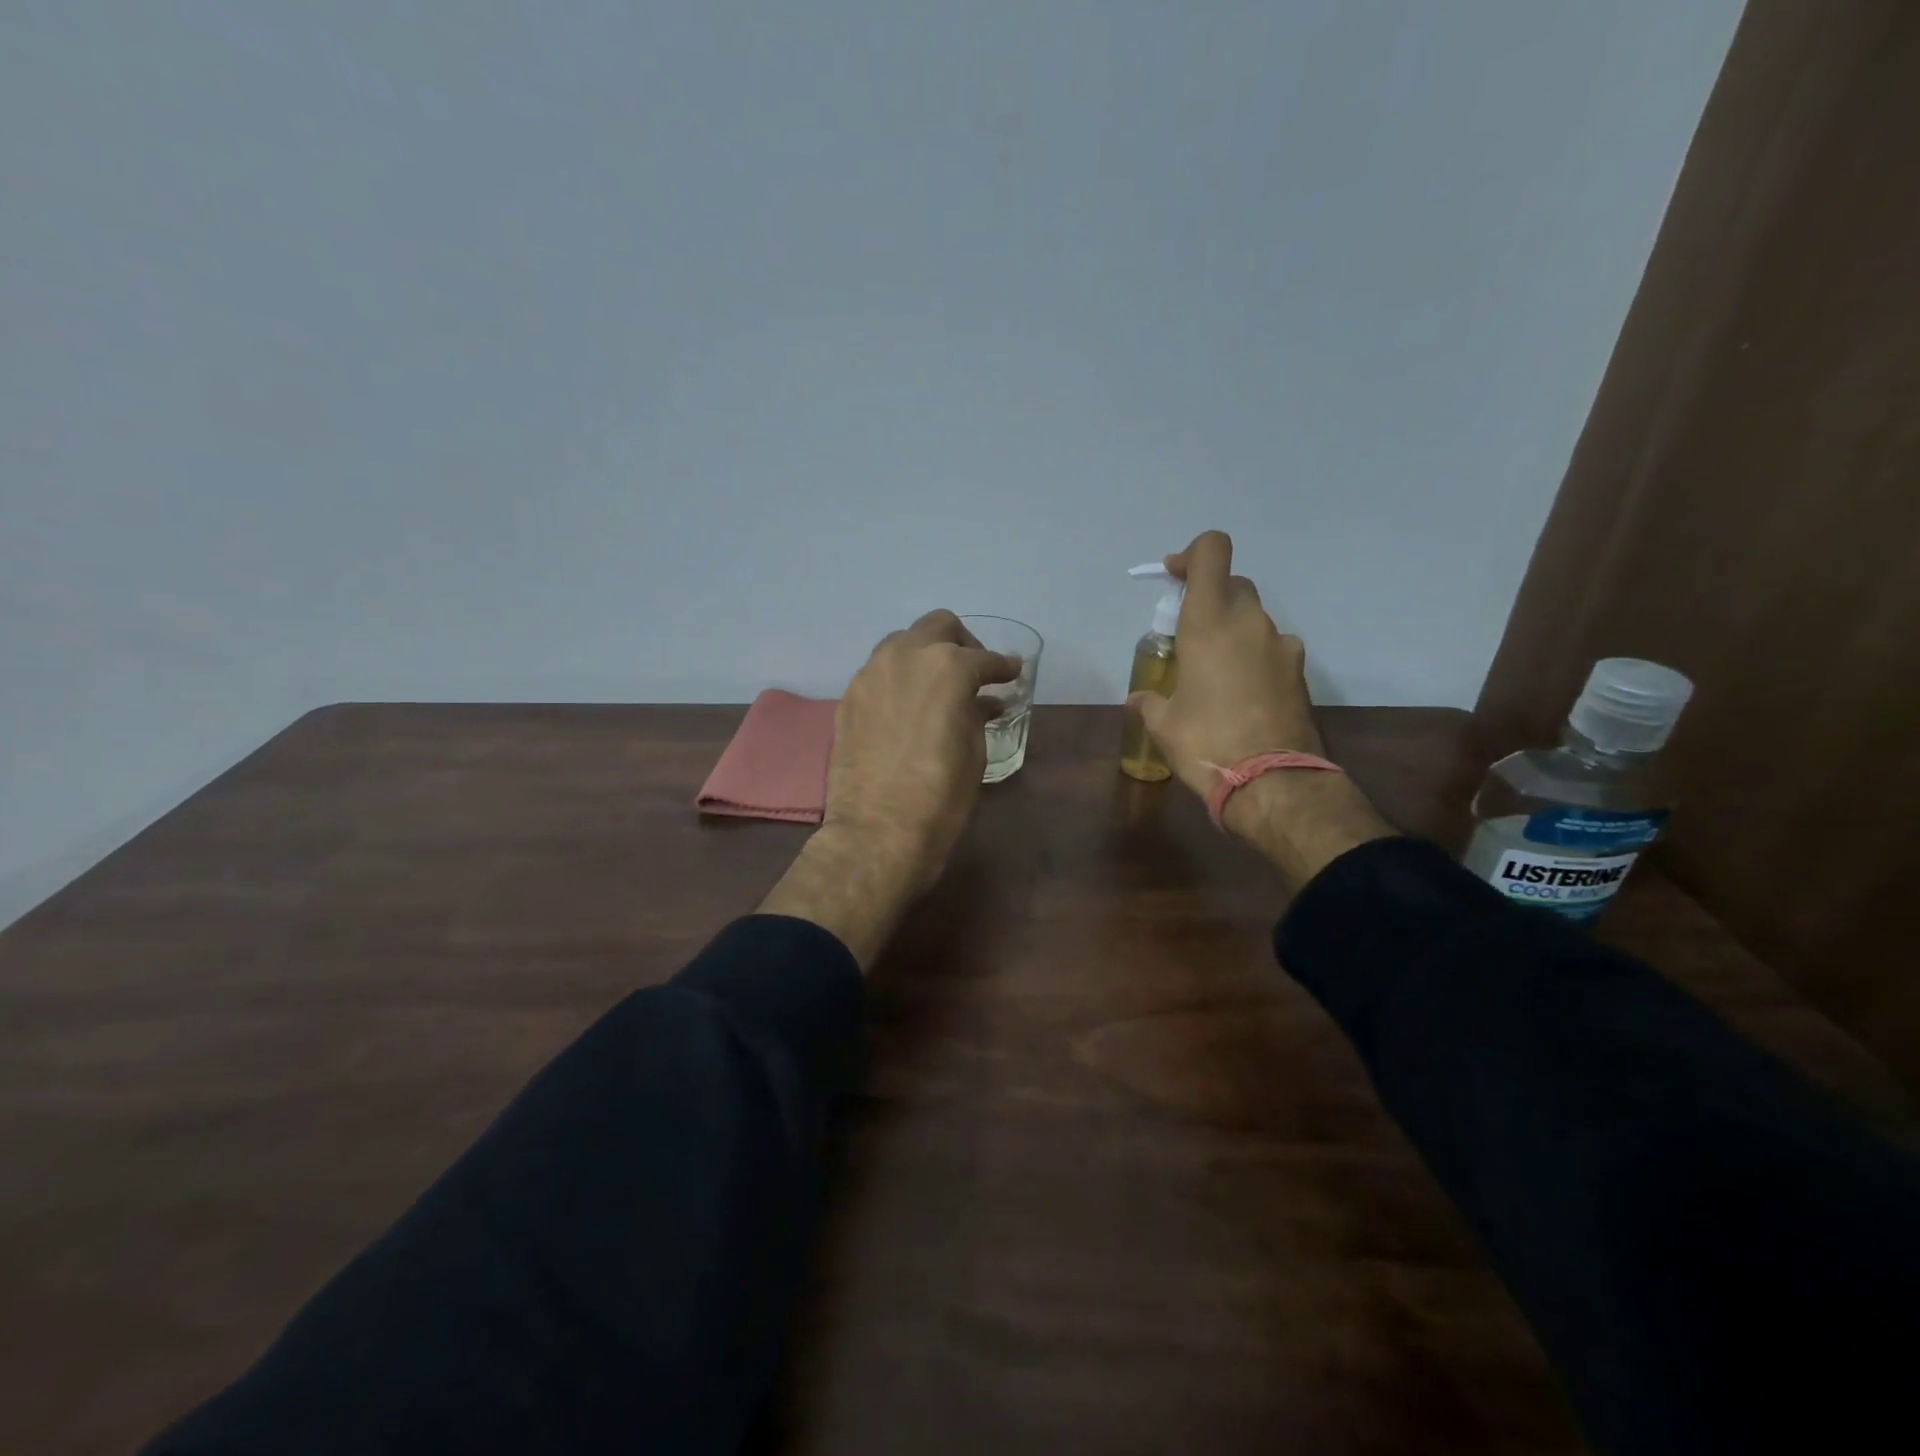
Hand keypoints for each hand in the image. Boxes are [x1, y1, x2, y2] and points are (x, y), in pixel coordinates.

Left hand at [760, 611, 1019, 966]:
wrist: (877, 832)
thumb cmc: (940, 797)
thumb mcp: (973, 752)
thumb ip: (977, 714)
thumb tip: (984, 702)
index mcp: (947, 667)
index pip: (984, 658)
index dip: (1003, 667)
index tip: (1013, 673)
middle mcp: (906, 656)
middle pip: (938, 626)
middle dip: (962, 643)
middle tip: (974, 672)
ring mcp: (871, 674)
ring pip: (902, 643)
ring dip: (925, 654)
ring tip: (938, 686)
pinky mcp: (849, 697)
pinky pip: (879, 672)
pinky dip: (899, 678)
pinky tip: (908, 706)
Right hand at [1129, 530, 1391, 884]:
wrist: (1273, 784)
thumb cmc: (1206, 743)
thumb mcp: (1163, 724)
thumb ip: (1150, 701)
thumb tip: (1140, 699)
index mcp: (1210, 621)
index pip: (1212, 551)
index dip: (1191, 555)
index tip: (1173, 579)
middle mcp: (1250, 622)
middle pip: (1232, 585)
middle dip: (1209, 599)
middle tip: (1186, 636)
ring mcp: (1282, 646)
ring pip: (1254, 619)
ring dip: (1233, 632)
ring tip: (1214, 674)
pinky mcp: (1300, 673)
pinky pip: (1271, 650)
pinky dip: (1254, 659)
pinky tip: (1241, 696)